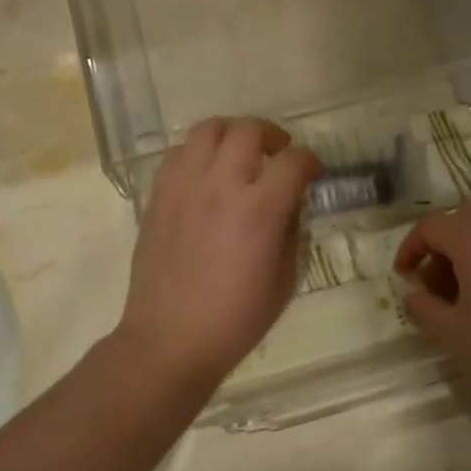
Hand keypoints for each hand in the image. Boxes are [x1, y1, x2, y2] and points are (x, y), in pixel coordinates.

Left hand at [116, 117, 319, 393]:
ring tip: (240, 153)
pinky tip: (206, 174)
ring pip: (207, 129)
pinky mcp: (158, 196)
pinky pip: (178, 154)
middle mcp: (220, 186)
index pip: (293, 161)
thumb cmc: (236, 319)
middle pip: (248, 130)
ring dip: (232, 134)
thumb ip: (292, 230)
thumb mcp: (284, 279)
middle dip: (272, 135)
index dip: (310, 161)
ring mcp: (184, 187)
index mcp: (259, 211)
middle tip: (278, 153)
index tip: (313, 172)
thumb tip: (291, 201)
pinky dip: (198, 153)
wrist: (170, 340)